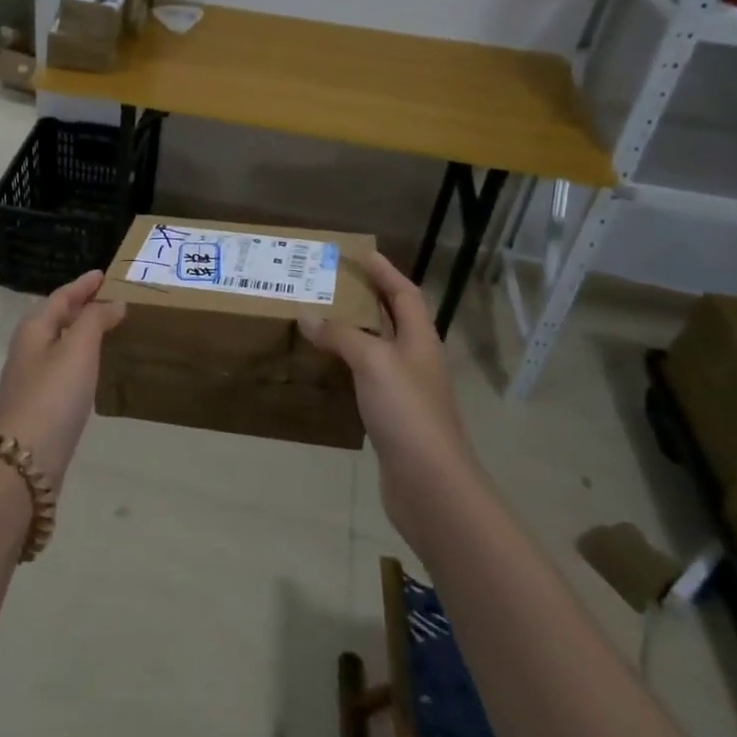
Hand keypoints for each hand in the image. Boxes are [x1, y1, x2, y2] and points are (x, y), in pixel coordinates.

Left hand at [0, 270, 125, 485]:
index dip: (82, 285)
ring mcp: (30, 379)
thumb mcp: (77, 350)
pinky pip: (61, 368)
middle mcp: (28, 350)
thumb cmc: (52, 396)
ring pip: (56, 343)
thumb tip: (111, 303)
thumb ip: (95, 321)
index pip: (60, 297)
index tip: (103, 274)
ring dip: (78, 332)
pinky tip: (90, 369)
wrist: (24, 460)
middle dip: (78, 306)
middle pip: (54, 318)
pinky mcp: (39, 406)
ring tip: (103, 327)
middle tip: (106, 298)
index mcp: (33, 330)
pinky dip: (78, 357)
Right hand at [300, 251, 475, 549]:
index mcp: (420, 339)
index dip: (385, 271)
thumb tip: (307, 316)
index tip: (361, 253)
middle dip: (367, 297)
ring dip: (354, 332)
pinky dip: (347, 366)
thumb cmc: (407, 411)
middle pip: (393, 318)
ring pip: (378, 349)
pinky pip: (367, 379)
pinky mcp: (392, 417)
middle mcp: (416, 360)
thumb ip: (341, 336)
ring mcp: (406, 391)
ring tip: (321, 319)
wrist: (429, 482)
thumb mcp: (373, 362)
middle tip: (331, 283)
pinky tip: (326, 368)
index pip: (405, 293)